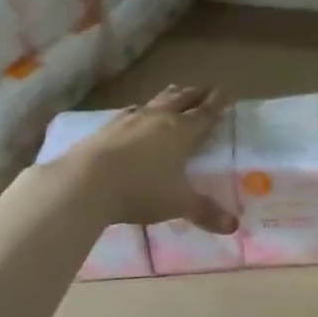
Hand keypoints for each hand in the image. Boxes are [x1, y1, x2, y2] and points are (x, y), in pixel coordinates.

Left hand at [47, 85, 237, 232]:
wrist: (84, 182)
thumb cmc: (140, 190)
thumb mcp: (178, 204)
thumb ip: (205, 212)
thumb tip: (233, 226)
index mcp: (182, 132)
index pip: (206, 113)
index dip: (219, 102)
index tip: (227, 92)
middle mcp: (158, 118)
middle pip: (182, 99)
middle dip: (197, 94)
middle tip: (207, 90)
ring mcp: (130, 120)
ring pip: (156, 101)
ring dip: (170, 96)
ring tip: (176, 92)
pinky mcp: (106, 127)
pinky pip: (131, 111)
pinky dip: (142, 109)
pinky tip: (137, 113)